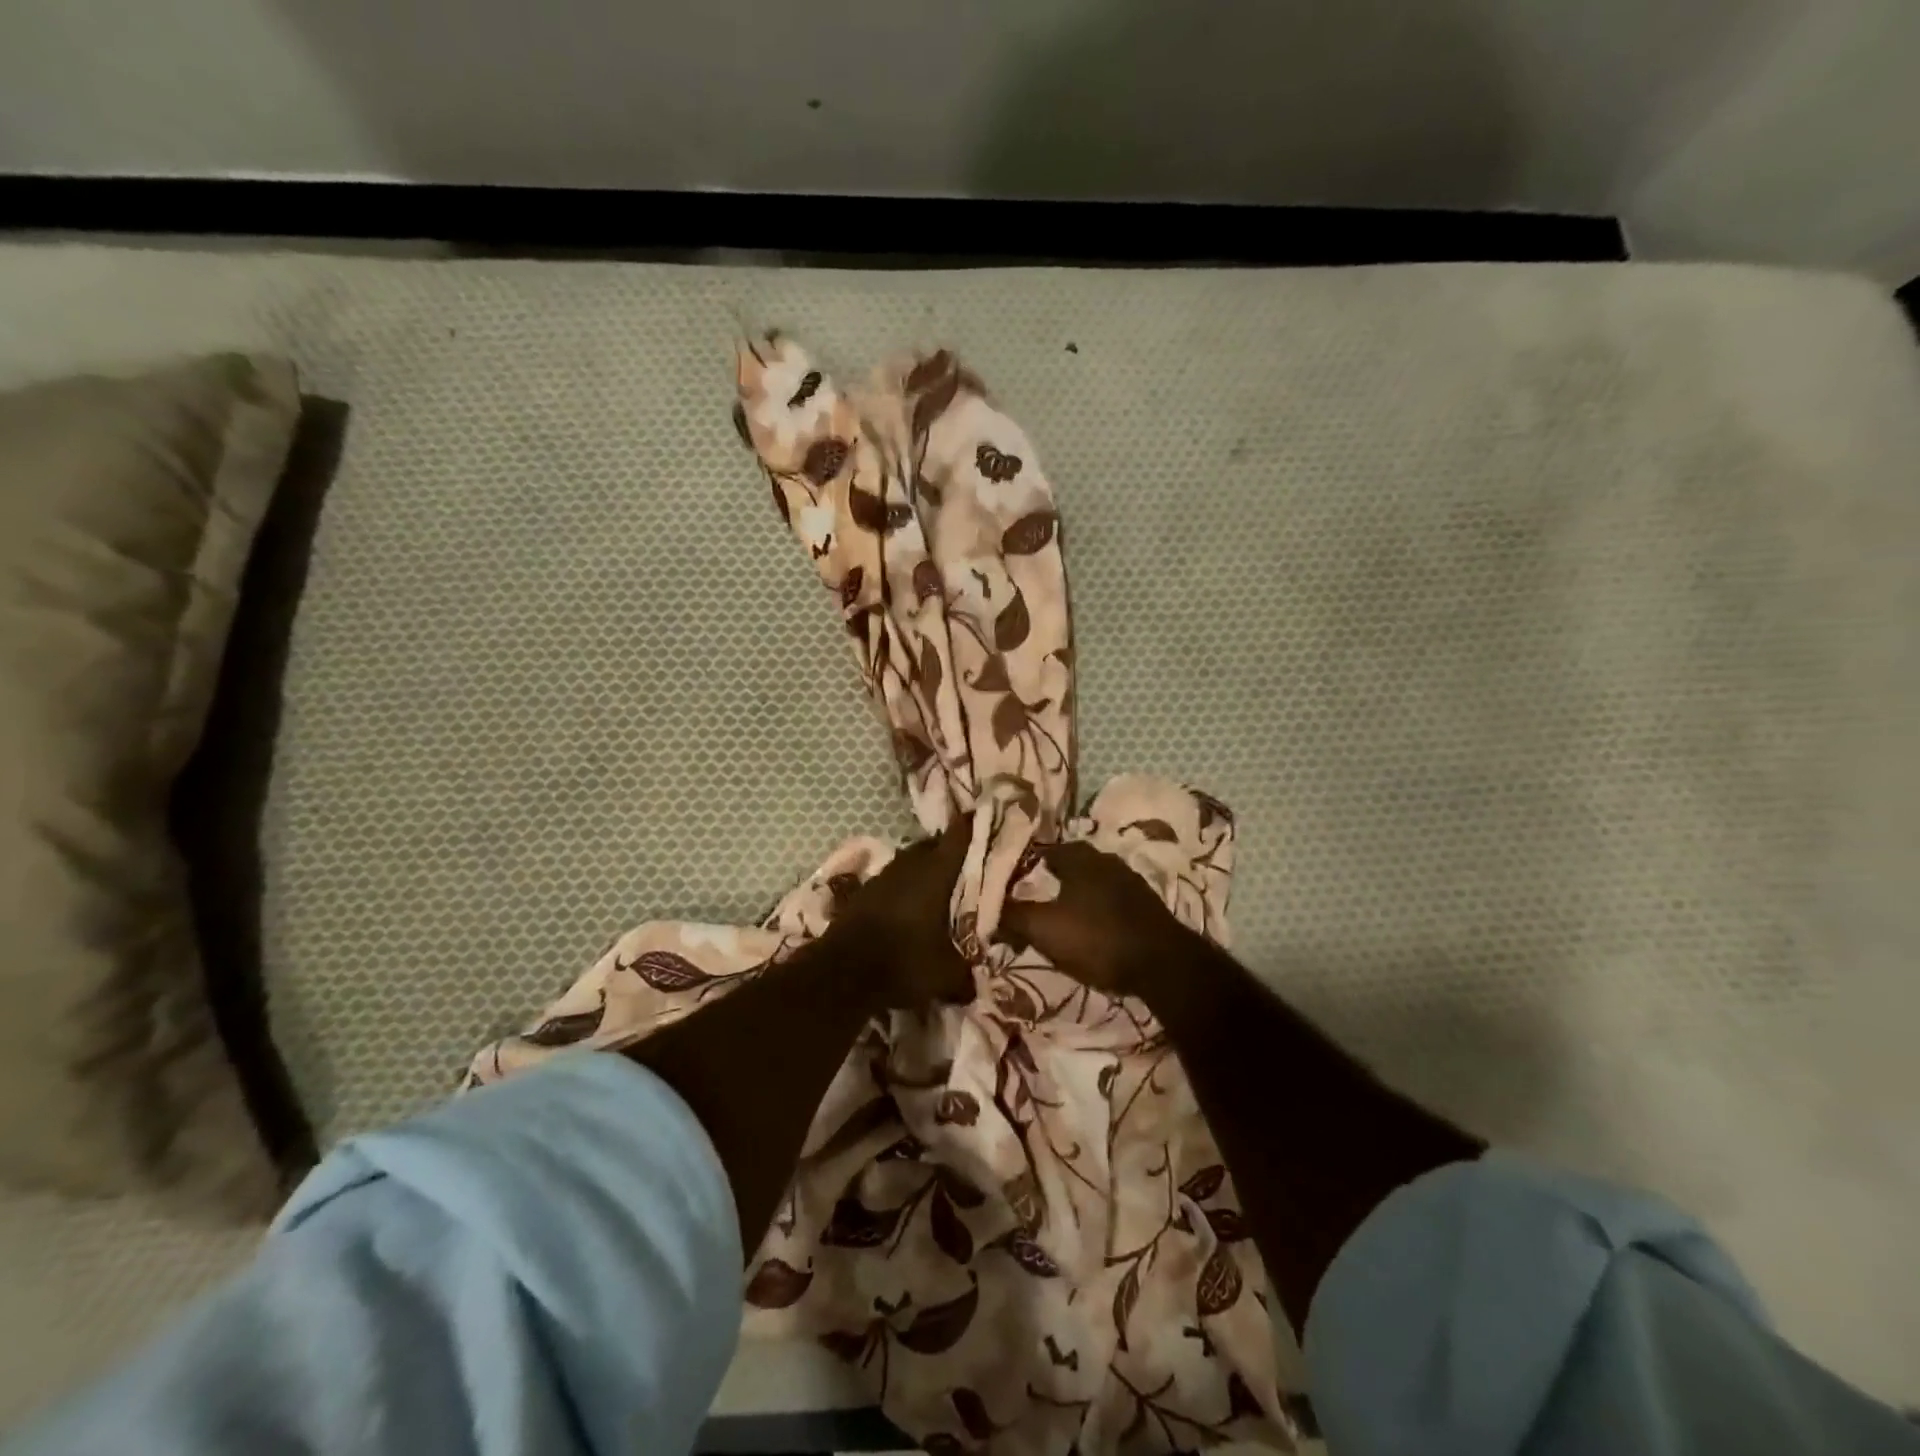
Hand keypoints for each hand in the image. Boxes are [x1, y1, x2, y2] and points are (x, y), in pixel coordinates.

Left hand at [827, 819, 974, 1007]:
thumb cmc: (904, 963)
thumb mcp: (946, 975)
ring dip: (922, 868)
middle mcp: (909, 866)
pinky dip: (902, 886)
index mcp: (936, 874)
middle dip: (946, 850)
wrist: (843, 973)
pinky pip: (890, 880)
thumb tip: (975, 983)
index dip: (969, 826)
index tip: (979, 815)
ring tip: (936, 883)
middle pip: (931, 846)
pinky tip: (906, 903)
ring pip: (909, 861)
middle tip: (964, 861)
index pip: (957, 839)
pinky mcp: (862, 892)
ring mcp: (882, 876)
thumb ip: (965, 973)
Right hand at [1000, 840, 1187, 995]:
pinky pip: (1109, 899)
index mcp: (1079, 857)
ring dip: (1073, 893)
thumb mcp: (1044, 929)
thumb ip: (1012, 916)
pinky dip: (1094, 908)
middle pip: (1069, 863)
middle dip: (1048, 878)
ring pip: (1091, 880)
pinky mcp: (1146, 905)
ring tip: (1056, 914)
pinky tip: (1088, 926)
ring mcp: (1130, 881)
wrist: (1163, 965)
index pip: (1041, 849)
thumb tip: (983, 908)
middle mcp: (1105, 859)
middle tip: (1029, 897)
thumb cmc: (1097, 938)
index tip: (1006, 881)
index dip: (1022, 864)